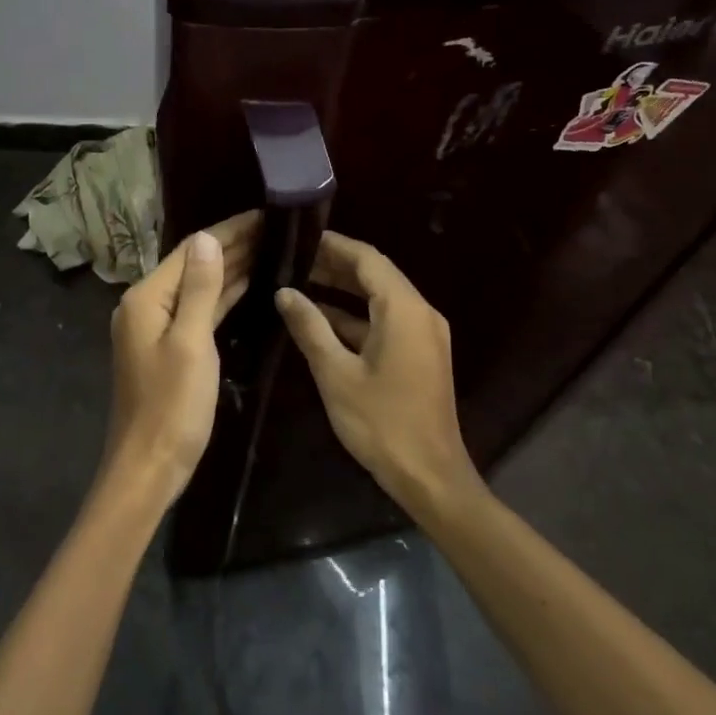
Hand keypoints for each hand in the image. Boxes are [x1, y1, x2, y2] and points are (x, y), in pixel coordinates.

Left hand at [105, 210, 260, 501]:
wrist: (149, 467)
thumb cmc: (171, 406)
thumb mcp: (190, 343)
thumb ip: (200, 288)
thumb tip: (208, 237)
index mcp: (146, 297)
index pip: (191, 250)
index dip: (228, 231)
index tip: (264, 215)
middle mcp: (147, 304)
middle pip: (194, 265)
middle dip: (232, 246)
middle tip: (276, 229)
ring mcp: (156, 327)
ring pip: (198, 287)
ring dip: (231, 268)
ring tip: (270, 248)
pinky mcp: (169, 347)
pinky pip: (198, 310)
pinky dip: (222, 296)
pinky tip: (248, 285)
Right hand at [275, 232, 479, 512]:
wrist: (430, 476)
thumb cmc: (381, 423)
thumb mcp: (336, 373)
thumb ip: (310, 327)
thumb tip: (284, 292)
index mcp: (404, 310)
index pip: (367, 259)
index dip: (334, 245)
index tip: (300, 237)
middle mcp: (420, 312)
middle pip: (376, 275)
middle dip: (335, 266)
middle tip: (293, 259)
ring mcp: (424, 334)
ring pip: (380, 298)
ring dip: (344, 291)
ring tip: (301, 283)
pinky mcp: (421, 354)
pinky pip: (387, 321)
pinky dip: (357, 316)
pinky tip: (322, 321)